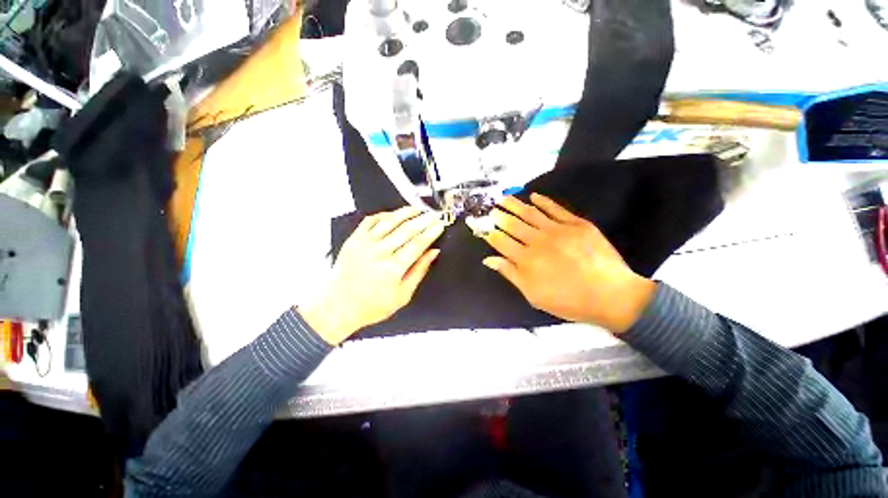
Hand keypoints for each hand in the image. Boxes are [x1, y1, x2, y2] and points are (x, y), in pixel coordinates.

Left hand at [300, 207, 445, 344]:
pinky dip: (384, 215)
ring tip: (418, 209)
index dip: (431, 232)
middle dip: (423, 220)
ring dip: (406, 213)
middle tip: (434, 215)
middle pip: (406, 230)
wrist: (338, 306)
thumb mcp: (402, 295)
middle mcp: (378, 253)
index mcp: (392, 269)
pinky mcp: (354, 239)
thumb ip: (419, 271)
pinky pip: (371, 221)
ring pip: (389, 221)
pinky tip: (394, 214)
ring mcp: (364, 244)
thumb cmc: (372, 305)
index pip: (418, 244)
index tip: (440, 225)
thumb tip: (433, 253)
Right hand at [481, 194, 654, 332]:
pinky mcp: (576, 224)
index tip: (482, 225)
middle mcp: (537, 241)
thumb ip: (510, 273)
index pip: (501, 241)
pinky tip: (533, 195)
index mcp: (525, 259)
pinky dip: (544, 201)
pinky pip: (555, 209)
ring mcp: (557, 230)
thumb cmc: (568, 300)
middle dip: (499, 216)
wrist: (611, 295)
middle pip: (512, 225)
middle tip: (491, 208)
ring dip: (515, 204)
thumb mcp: (533, 294)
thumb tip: (488, 259)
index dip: (489, 232)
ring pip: (530, 213)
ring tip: (504, 197)